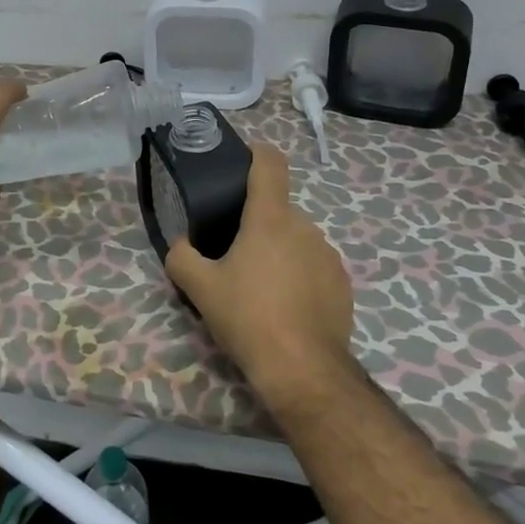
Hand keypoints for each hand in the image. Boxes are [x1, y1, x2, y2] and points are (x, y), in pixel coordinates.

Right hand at [165, 143, 353, 401]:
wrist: (303, 370)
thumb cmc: (248, 317)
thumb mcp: (199, 288)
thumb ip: (181, 256)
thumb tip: (181, 244)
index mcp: (269, 218)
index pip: (270, 163)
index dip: (256, 153)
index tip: (241, 162)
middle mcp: (304, 227)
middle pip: (277, 210)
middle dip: (257, 224)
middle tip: (234, 255)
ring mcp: (328, 255)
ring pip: (296, 239)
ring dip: (279, 251)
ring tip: (260, 288)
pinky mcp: (343, 283)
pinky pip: (314, 266)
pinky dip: (299, 276)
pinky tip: (286, 308)